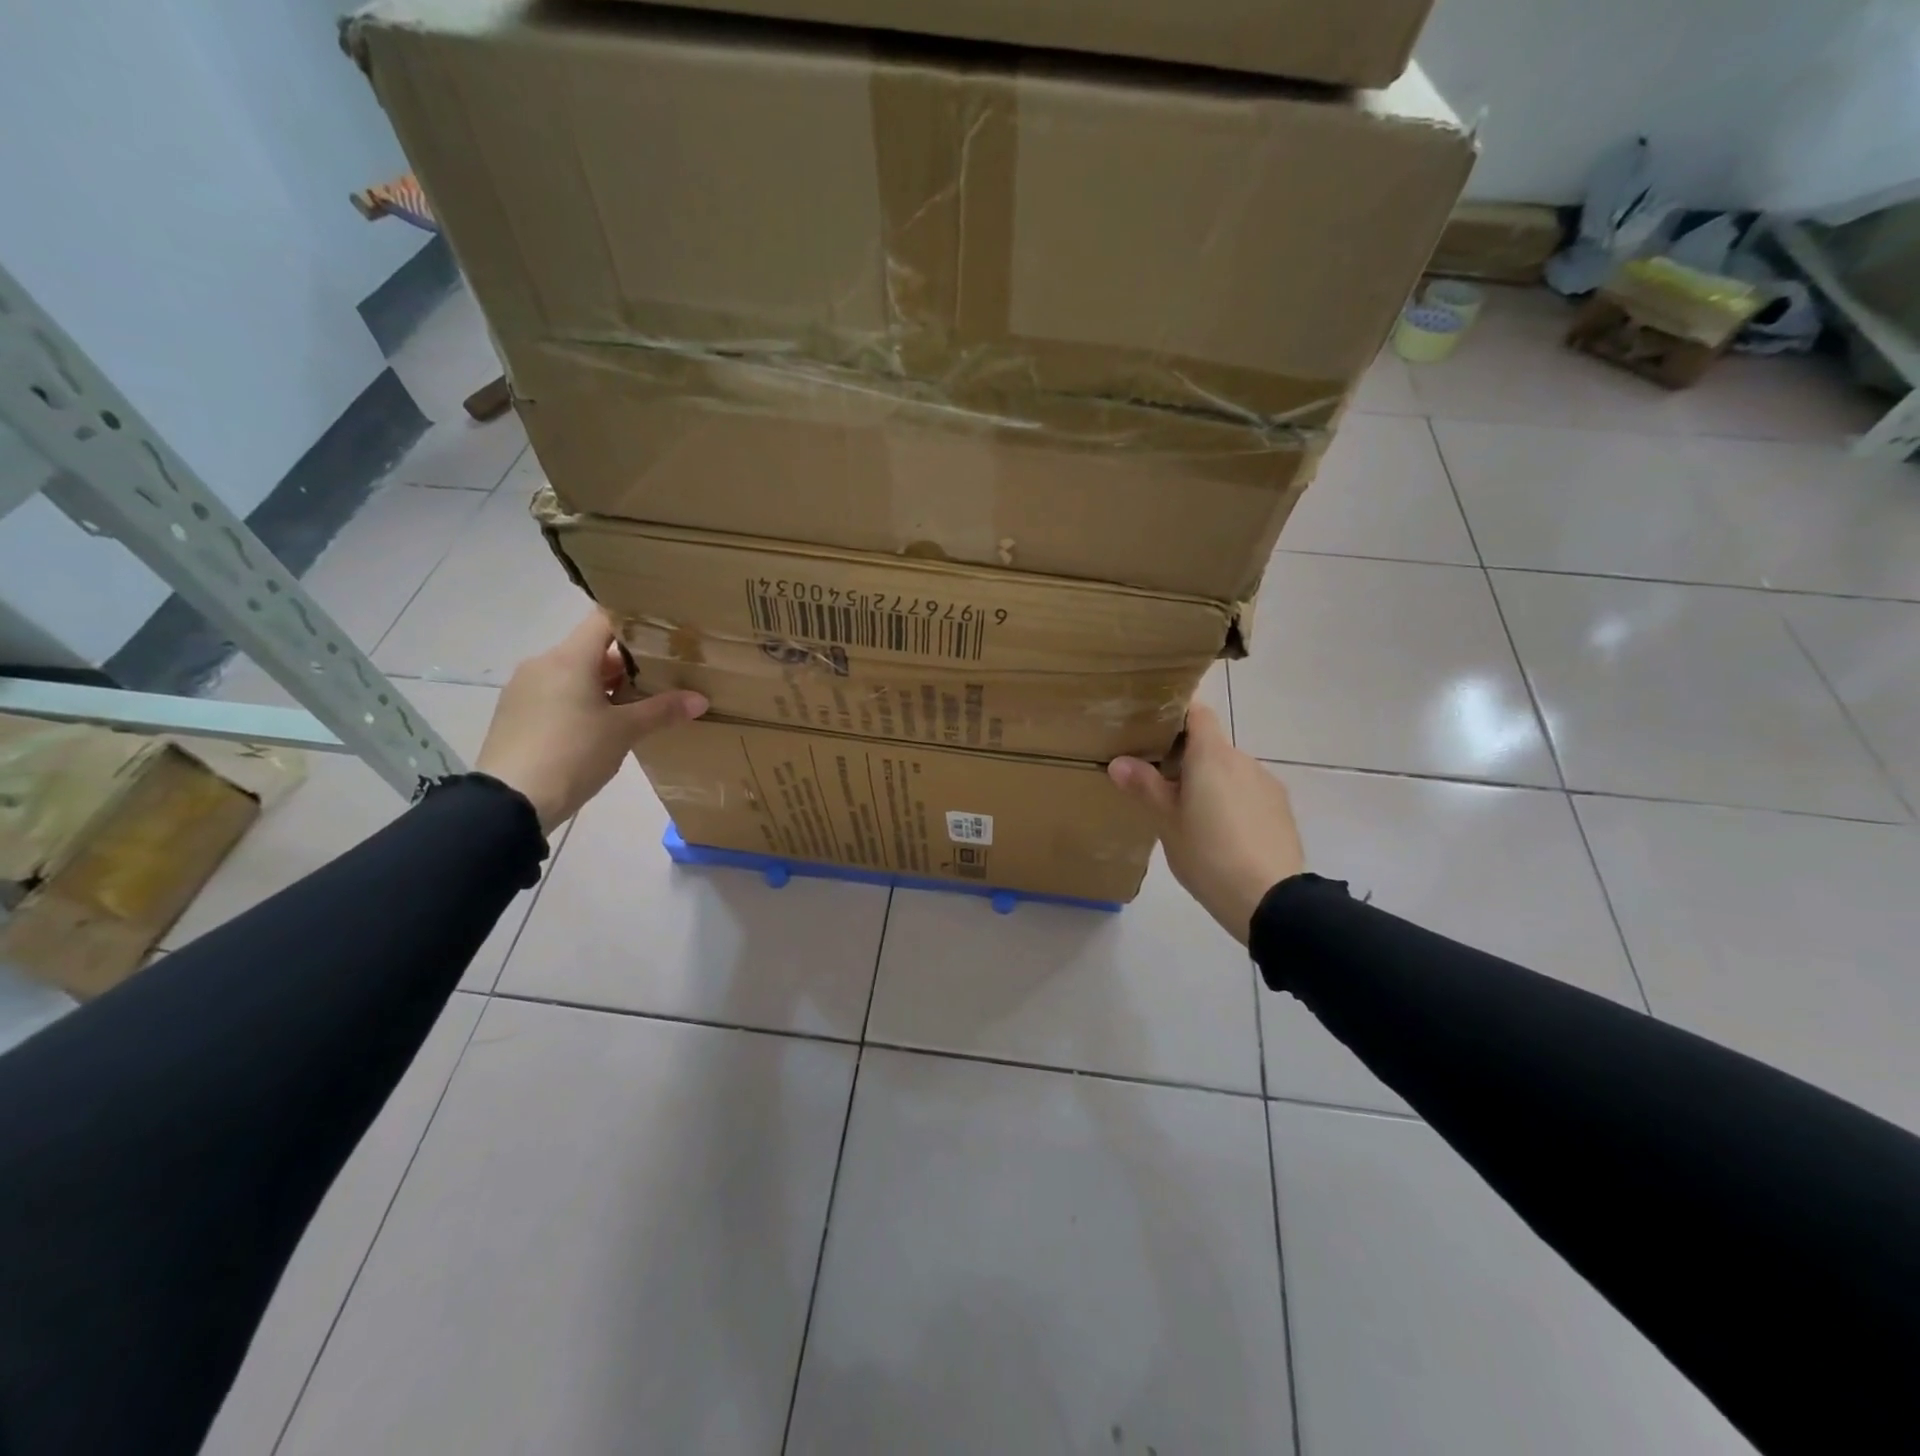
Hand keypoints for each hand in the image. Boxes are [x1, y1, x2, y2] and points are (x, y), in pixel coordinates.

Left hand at [476, 611, 706, 833]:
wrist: (511, 800)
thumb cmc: (573, 753)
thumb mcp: (624, 732)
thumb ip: (662, 711)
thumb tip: (700, 699)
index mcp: (569, 658)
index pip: (605, 620)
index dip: (635, 624)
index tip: (663, 637)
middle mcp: (542, 664)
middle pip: (590, 649)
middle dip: (626, 663)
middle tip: (660, 677)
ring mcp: (524, 689)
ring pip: (573, 674)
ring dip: (603, 685)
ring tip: (635, 706)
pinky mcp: (514, 714)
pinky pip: (555, 695)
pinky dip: (580, 702)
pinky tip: (599, 727)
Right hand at [1108, 705, 1304, 944]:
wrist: (1270, 899)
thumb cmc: (1208, 854)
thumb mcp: (1167, 822)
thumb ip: (1144, 786)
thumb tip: (1119, 762)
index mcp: (1212, 755)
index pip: (1197, 712)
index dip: (1175, 714)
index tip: (1152, 730)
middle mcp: (1243, 760)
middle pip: (1211, 745)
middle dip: (1186, 759)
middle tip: (1160, 785)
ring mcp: (1266, 784)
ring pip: (1230, 771)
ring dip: (1210, 783)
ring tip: (1191, 817)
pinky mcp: (1281, 809)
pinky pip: (1248, 793)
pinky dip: (1231, 802)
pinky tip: (1221, 835)